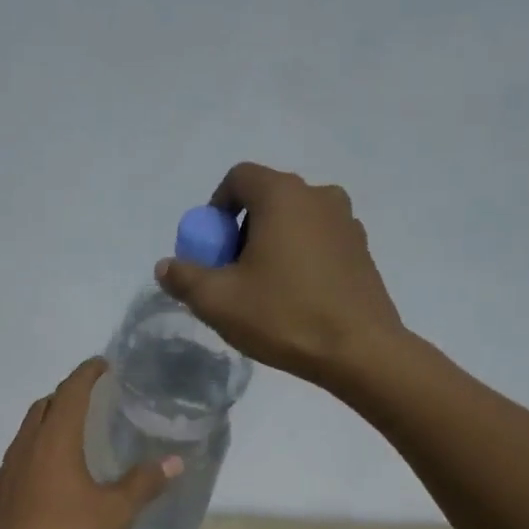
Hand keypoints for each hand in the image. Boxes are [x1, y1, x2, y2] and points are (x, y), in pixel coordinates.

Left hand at [0, 359, 179, 528]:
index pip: (71, 391)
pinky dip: (40, 449)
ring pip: (29, 430)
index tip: (104, 364)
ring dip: (51, 422)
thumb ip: (143, 484)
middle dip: (68, 394)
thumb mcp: (114, 513)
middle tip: (94, 399)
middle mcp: (26, 445)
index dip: (88, 374)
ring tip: (76, 434)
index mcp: (55, 440)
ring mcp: (7, 469)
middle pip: (45, 406)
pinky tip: (54, 475)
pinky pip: (21, 456)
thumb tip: (175, 461)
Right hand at [157, 162, 406, 386]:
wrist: (359, 350)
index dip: (215, 208)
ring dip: (270, 245)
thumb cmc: (283, 316)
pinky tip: (293, 299)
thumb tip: (166, 266)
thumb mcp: (218, 301)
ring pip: (294, 222)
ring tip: (262, 289)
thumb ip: (184, 278)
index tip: (209, 248)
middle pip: (266, 199)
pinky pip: (318, 241)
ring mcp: (346, 222)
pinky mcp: (361, 250)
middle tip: (230, 274)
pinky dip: (298, 258)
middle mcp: (319, 196)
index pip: (238, 178)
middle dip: (240, 231)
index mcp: (282, 195)